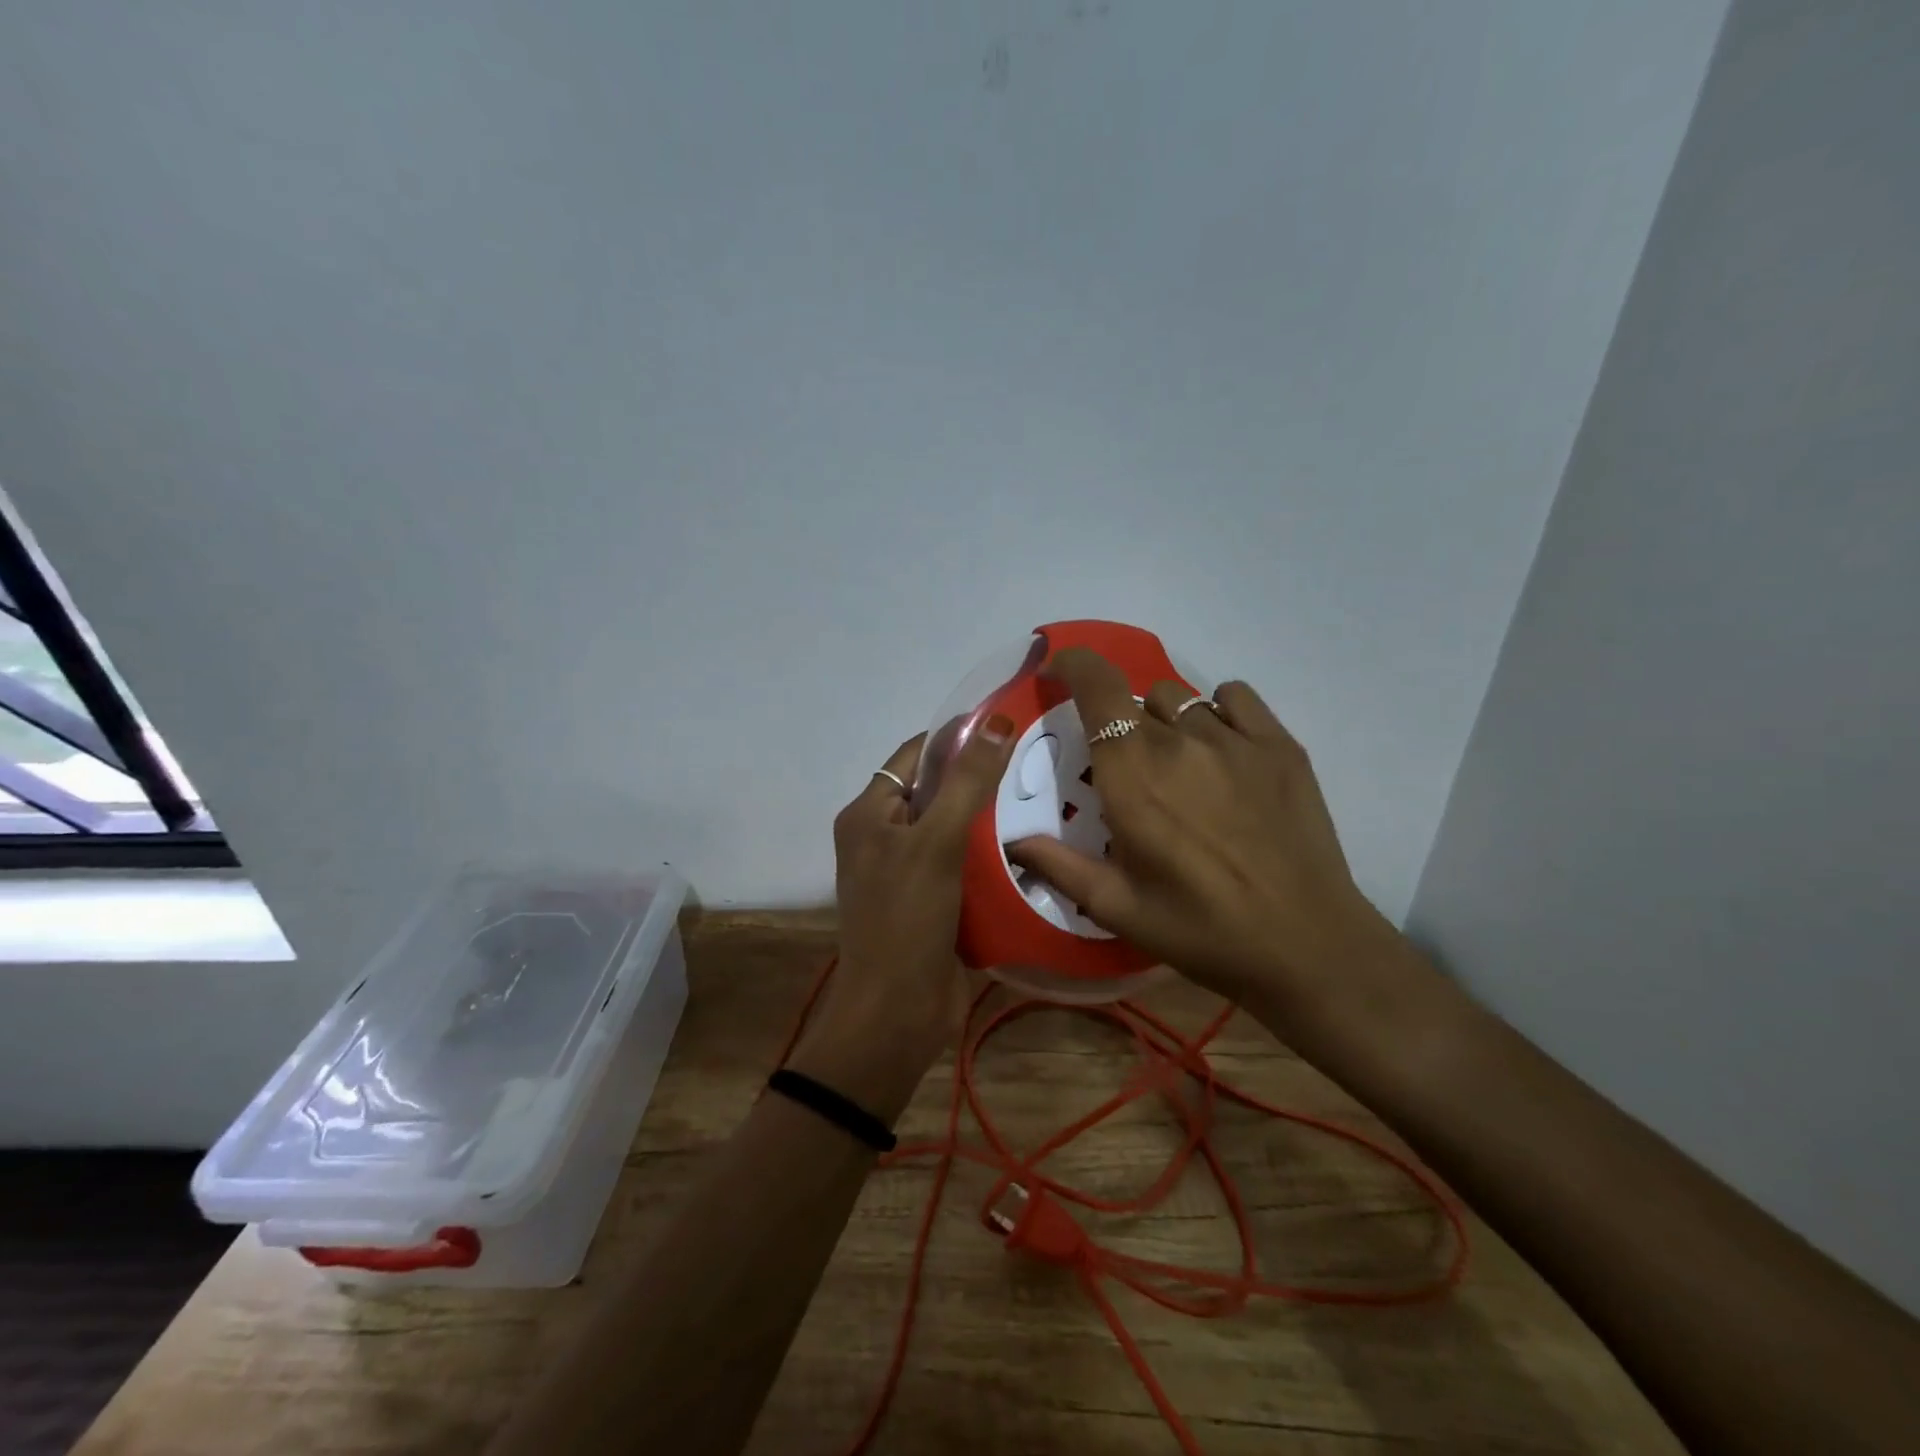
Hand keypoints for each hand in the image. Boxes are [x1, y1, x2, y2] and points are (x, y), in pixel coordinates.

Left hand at [788, 720, 1017, 1119]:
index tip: (1011, 722)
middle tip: (1040, 758)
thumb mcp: (935, 843)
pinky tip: (1037, 842)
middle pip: (938, 790)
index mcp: (869, 813)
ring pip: (956, 828)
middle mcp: (885, 836)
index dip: (958, 735)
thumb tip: (998, 721)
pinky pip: (967, 864)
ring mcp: (910, 872)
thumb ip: (966, 782)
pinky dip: (994, 853)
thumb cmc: (906, 920)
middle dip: (982, 776)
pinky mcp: (935, 902)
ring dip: (993, 816)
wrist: (896, 1016)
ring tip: (1047, 793)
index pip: (915, 754)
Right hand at [1007, 648, 1406, 1018]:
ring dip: (1164, 722)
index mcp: (1133, 776)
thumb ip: (1057, 866)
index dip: (1072, 665)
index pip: (1097, 687)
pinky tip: (1220, 751)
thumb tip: (1013, 840)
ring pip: (1181, 699)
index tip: (1056, 672)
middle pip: (1135, 698)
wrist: (1306, 945)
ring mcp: (1235, 740)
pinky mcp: (1280, 746)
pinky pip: (1234, 697)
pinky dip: (1216, 712)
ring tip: (1177, 767)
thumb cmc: (1200, 930)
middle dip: (1117, 723)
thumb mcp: (1117, 907)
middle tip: (1127, 771)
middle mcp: (1180, 743)